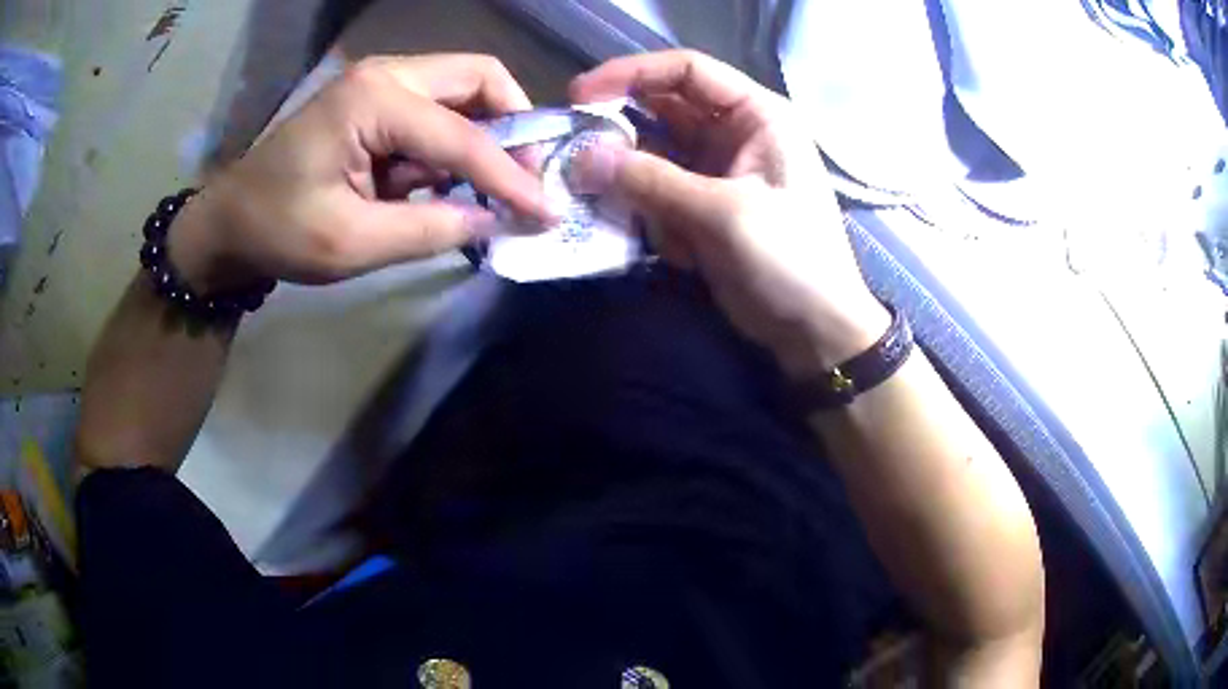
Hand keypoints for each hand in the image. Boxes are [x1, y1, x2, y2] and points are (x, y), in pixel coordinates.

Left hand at [172, 54, 552, 291]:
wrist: (229, 222)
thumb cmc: (279, 230)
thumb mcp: (353, 243)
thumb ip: (431, 230)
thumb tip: (495, 221)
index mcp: (373, 100)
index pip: (464, 135)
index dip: (511, 176)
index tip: (547, 210)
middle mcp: (386, 74)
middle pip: (479, 77)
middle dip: (514, 124)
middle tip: (523, 176)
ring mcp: (381, 82)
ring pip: (463, 89)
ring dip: (481, 135)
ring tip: (473, 188)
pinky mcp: (375, 99)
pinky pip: (436, 109)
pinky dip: (450, 142)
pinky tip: (436, 181)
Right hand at [570, 50, 888, 375]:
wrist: (815, 331)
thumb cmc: (789, 261)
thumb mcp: (723, 214)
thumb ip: (651, 181)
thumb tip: (583, 158)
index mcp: (757, 115)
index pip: (687, 70)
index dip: (630, 74)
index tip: (579, 95)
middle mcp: (735, 133)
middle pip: (664, 108)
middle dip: (620, 126)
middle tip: (574, 147)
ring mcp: (718, 170)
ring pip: (655, 151)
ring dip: (627, 172)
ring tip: (601, 197)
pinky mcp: (705, 205)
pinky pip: (658, 189)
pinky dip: (644, 206)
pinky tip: (658, 241)